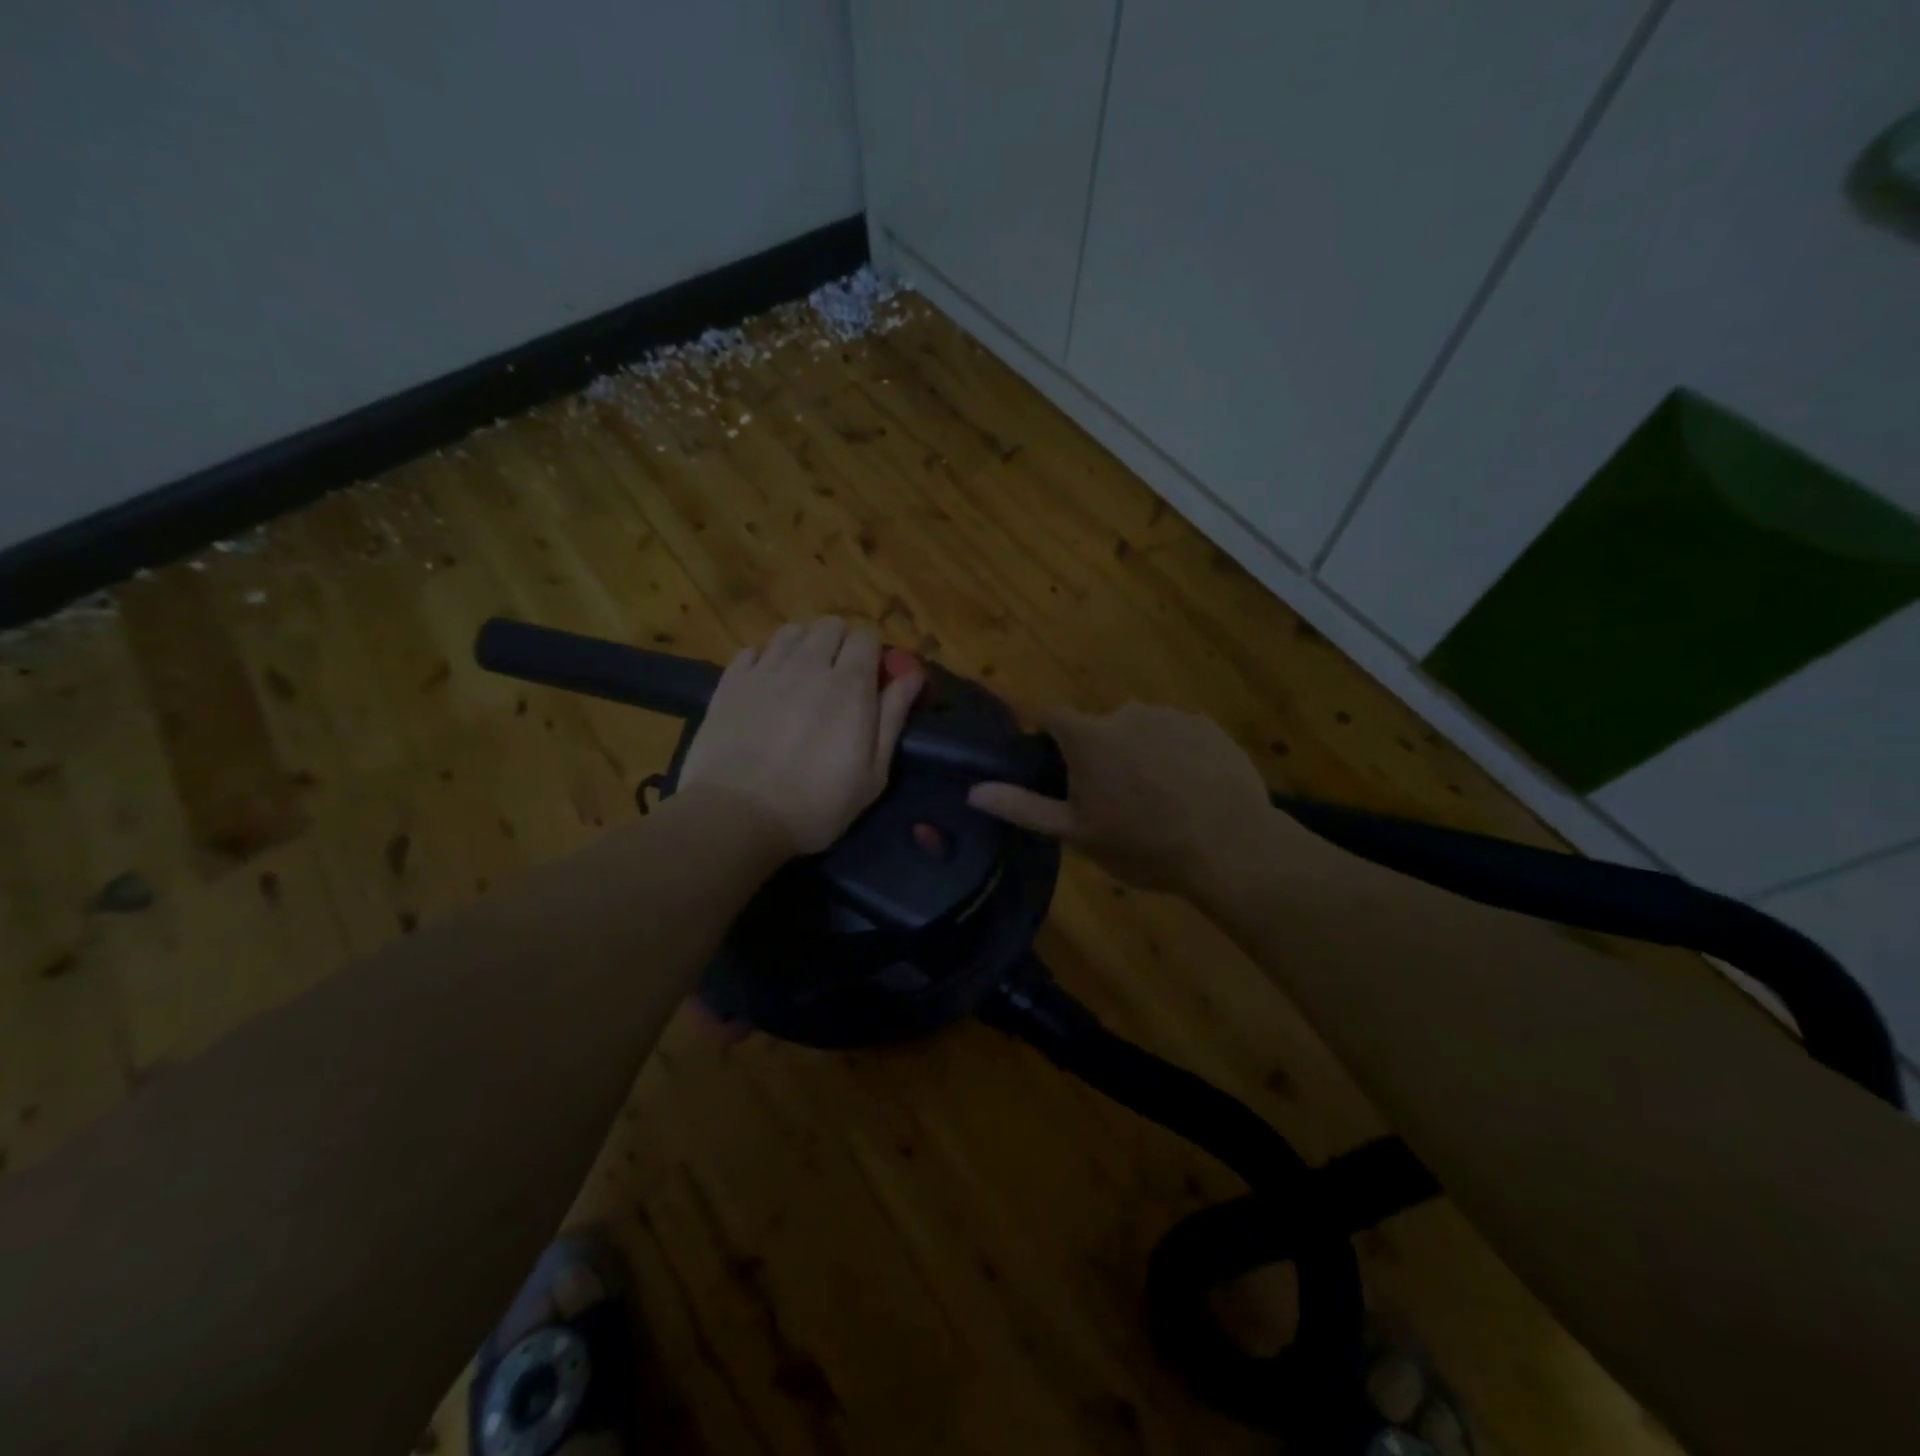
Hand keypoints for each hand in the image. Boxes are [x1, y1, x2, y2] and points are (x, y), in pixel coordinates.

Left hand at [678, 618, 922, 855]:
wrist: (736, 816)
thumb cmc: (816, 804)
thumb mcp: (873, 773)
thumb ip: (893, 716)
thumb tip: (912, 674)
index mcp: (849, 684)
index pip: (866, 635)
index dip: (872, 651)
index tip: (872, 679)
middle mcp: (808, 664)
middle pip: (830, 625)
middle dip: (840, 643)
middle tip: (839, 678)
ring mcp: (765, 669)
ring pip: (791, 631)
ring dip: (804, 646)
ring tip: (802, 678)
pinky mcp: (730, 682)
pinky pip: (752, 650)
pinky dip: (765, 660)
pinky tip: (766, 687)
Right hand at [967, 702, 1277, 899]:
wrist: (1229, 846)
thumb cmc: (1143, 843)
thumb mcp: (1077, 833)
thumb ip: (1023, 807)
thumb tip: (973, 792)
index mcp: (1089, 737)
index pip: (1052, 714)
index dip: (1050, 735)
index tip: (1058, 764)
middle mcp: (1126, 713)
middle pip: (1100, 726)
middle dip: (1102, 753)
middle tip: (1117, 799)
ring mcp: (1172, 716)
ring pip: (1142, 729)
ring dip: (1142, 752)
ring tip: (1161, 798)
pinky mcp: (1208, 726)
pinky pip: (1179, 733)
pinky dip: (1178, 753)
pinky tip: (1193, 789)